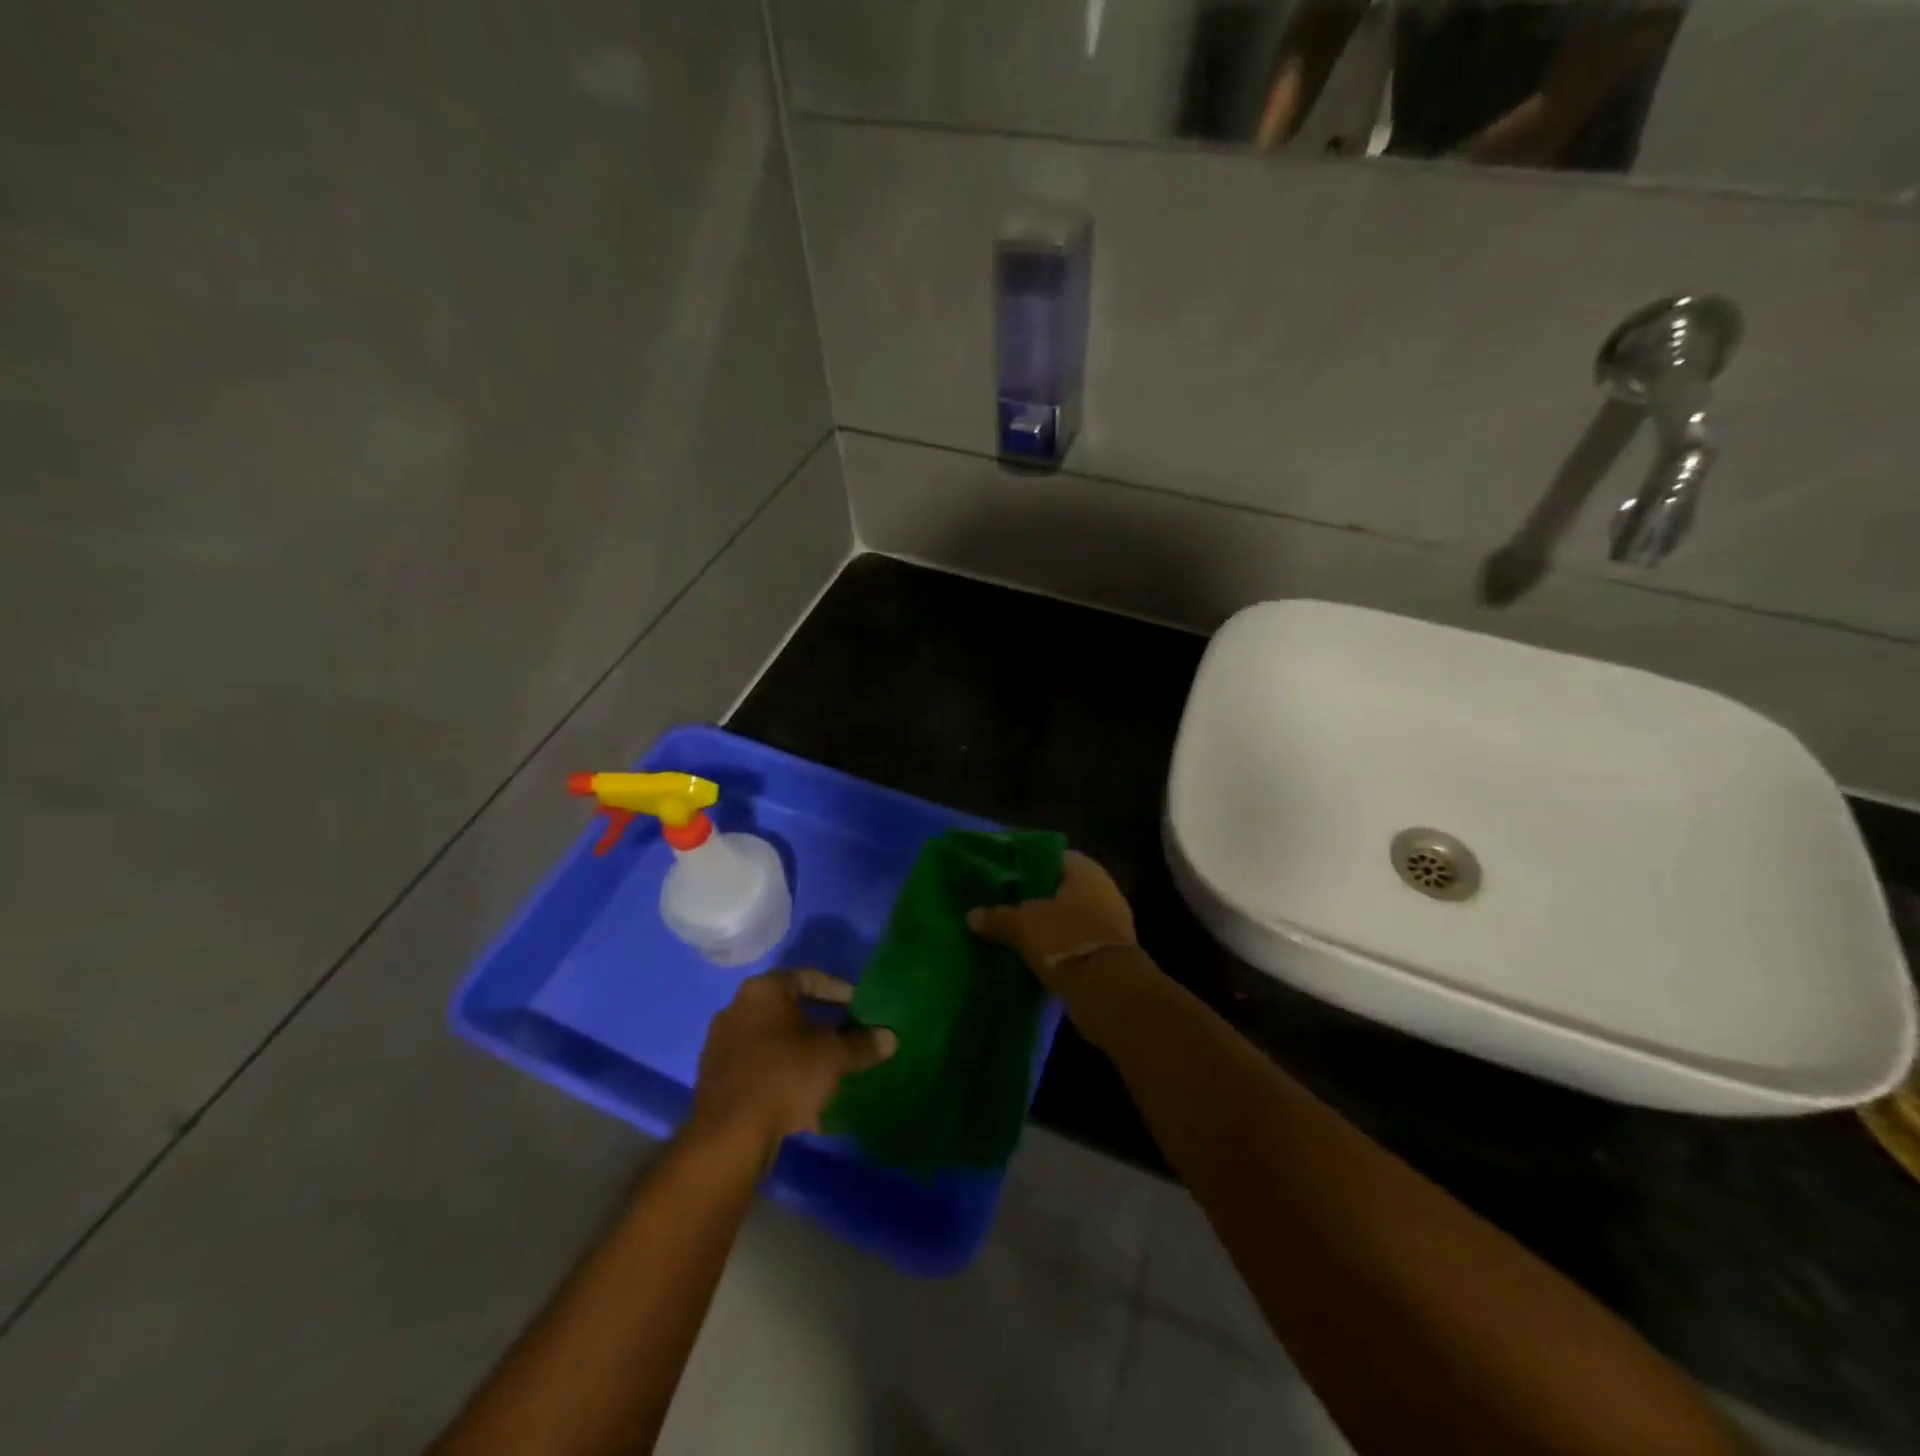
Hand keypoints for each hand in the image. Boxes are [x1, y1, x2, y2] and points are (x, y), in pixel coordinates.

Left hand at [689, 969, 897, 1156]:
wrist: (728, 1136)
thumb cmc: (784, 1076)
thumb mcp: (832, 1057)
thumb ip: (862, 1044)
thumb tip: (890, 1038)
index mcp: (763, 990)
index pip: (808, 978)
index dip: (838, 991)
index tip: (858, 1007)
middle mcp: (736, 1008)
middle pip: (787, 1008)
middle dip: (818, 1022)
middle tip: (845, 1035)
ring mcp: (720, 1044)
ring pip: (771, 1039)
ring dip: (798, 1050)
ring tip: (826, 1068)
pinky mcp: (714, 1079)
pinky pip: (757, 1066)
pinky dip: (780, 1073)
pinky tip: (801, 1095)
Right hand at [966, 851, 1137, 993]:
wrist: (1107, 991)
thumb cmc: (1064, 940)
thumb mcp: (1022, 925)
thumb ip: (997, 917)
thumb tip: (971, 916)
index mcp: (1086, 871)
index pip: (1051, 856)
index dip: (1026, 864)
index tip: (1003, 875)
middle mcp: (1103, 890)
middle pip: (1060, 888)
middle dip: (1035, 897)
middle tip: (1004, 903)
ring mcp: (1110, 923)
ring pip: (1068, 916)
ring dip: (1047, 924)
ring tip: (1014, 930)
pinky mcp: (1109, 952)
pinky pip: (1075, 941)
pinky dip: (1057, 946)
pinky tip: (1034, 953)